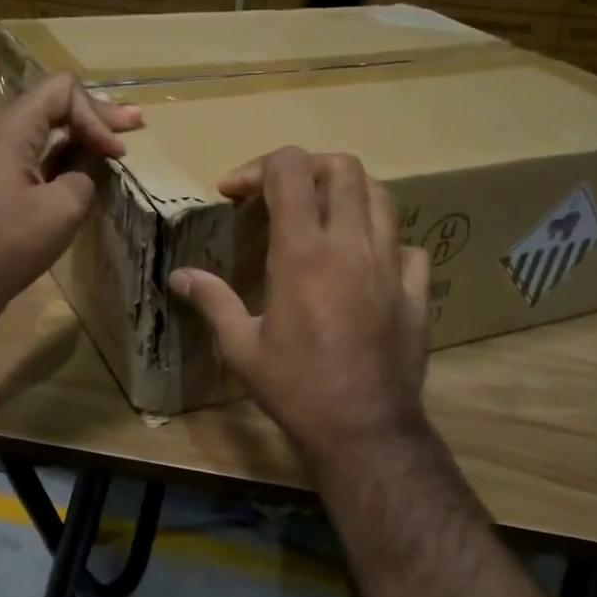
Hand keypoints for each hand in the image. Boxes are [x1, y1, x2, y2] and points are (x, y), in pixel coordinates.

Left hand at [0, 72, 141, 326]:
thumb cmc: (7, 242)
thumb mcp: (62, 208)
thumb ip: (85, 178)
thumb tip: (85, 174)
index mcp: (12, 130)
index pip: (62, 91)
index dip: (96, 114)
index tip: (116, 154)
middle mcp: (0, 138)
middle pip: (52, 107)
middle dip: (95, 116)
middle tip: (135, 122)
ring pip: (44, 136)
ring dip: (81, 140)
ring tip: (114, 146)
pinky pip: (35, 162)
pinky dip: (64, 163)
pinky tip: (85, 175)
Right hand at [168, 147, 431, 463]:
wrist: (364, 429)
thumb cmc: (295, 388)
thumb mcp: (242, 348)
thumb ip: (212, 301)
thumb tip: (179, 276)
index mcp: (303, 252)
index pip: (289, 169)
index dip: (257, 167)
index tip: (234, 192)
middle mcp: (351, 244)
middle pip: (343, 167)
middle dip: (306, 167)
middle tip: (280, 194)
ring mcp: (391, 264)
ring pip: (381, 195)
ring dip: (348, 193)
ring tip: (322, 217)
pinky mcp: (417, 290)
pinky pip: (406, 244)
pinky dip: (382, 240)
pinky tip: (364, 263)